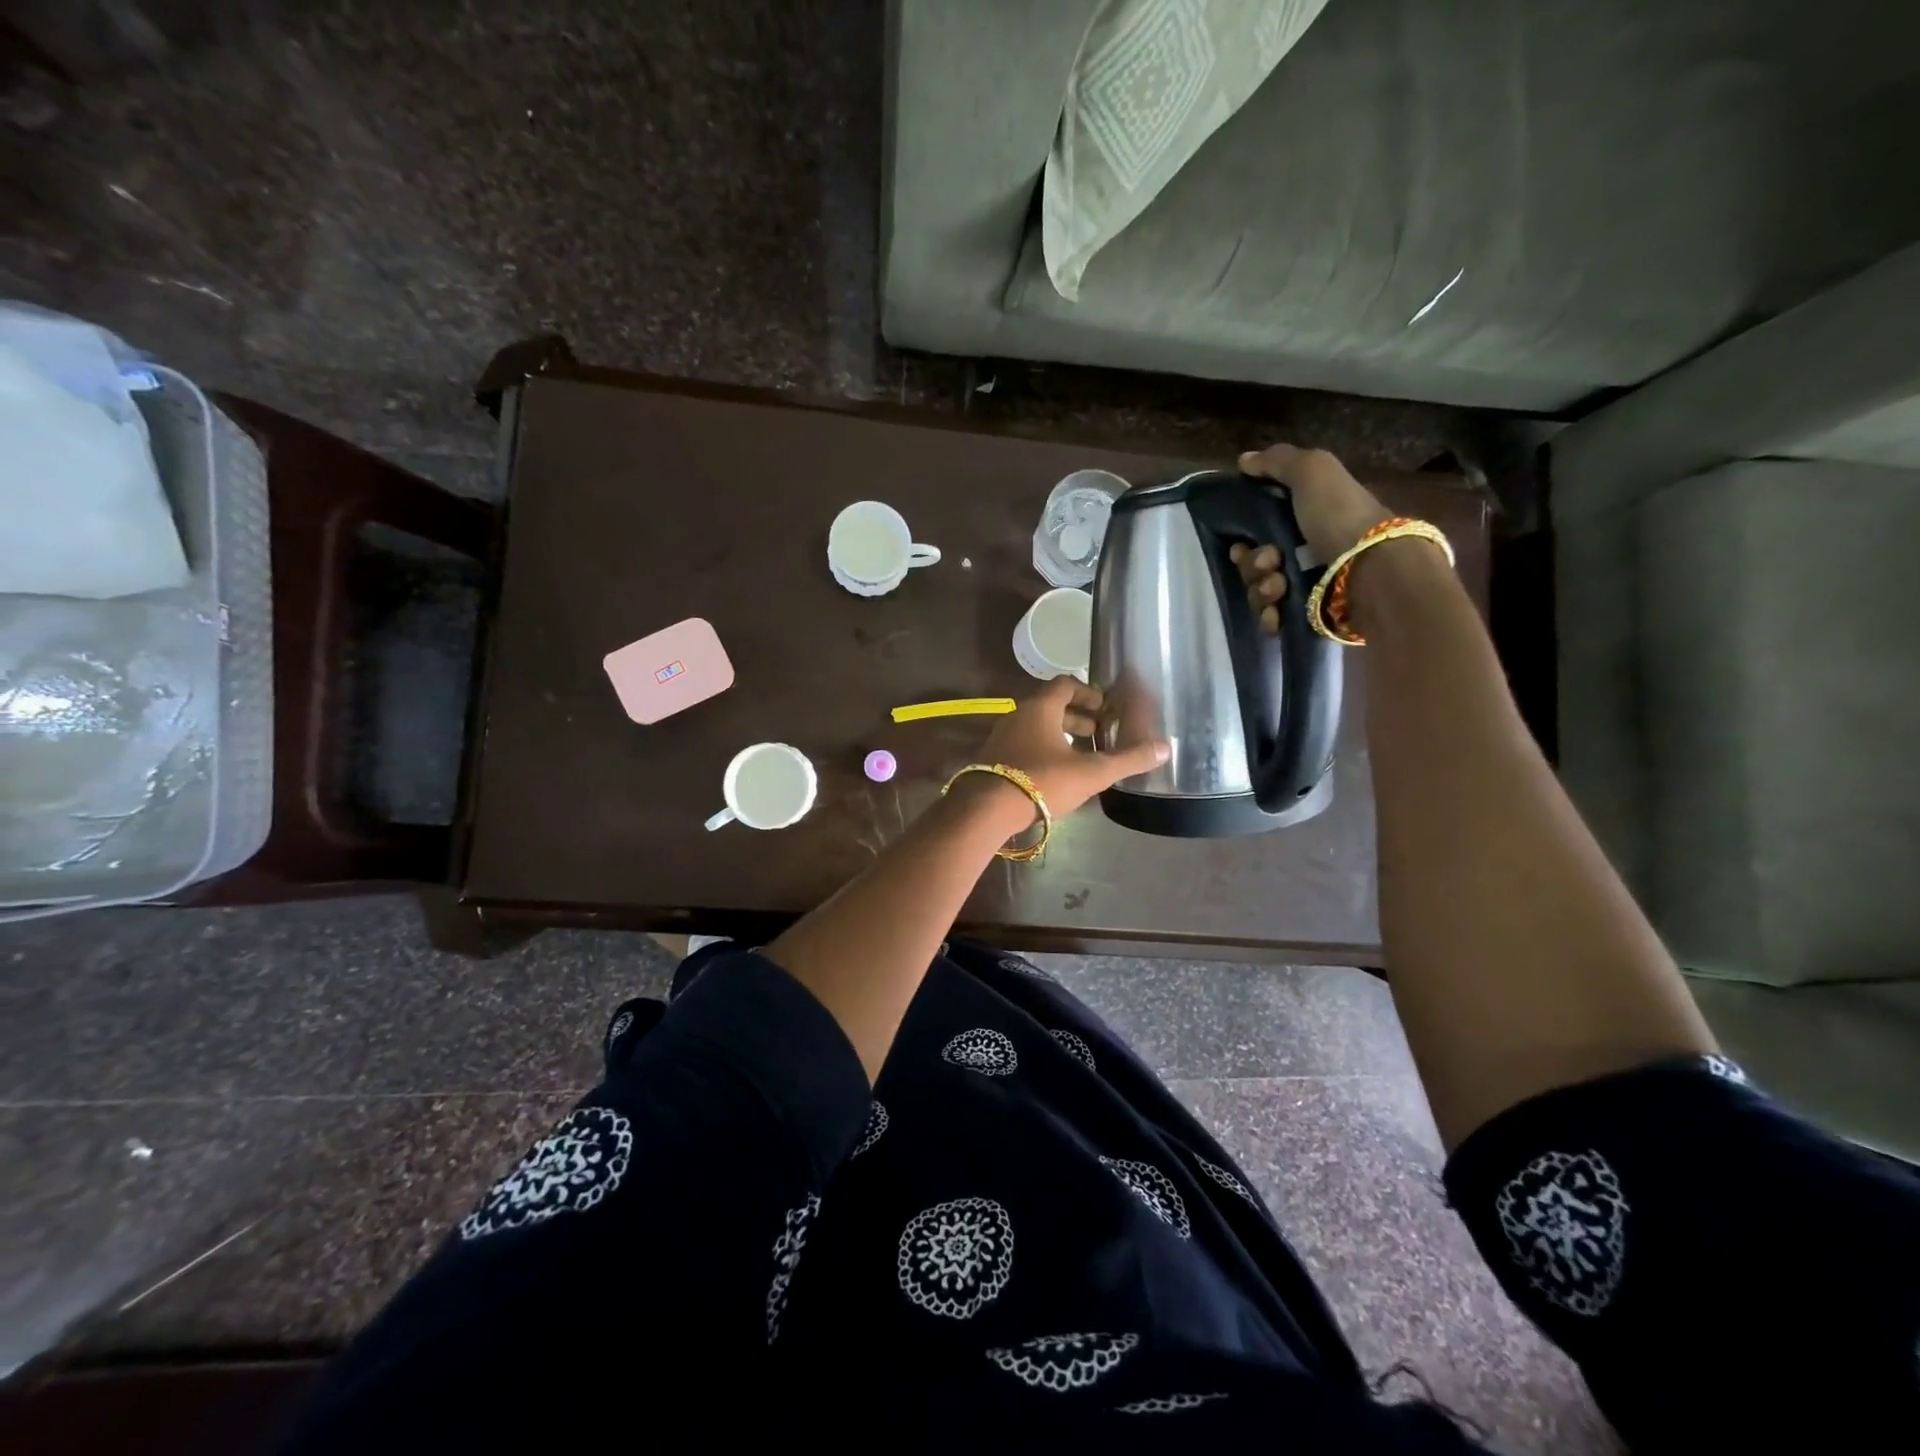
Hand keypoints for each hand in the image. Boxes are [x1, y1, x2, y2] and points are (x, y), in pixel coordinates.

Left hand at [970, 678, 1169, 823]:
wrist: (986, 809)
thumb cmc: (1041, 781)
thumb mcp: (1091, 772)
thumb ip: (1128, 760)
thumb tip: (1165, 748)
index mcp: (1040, 708)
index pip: (1066, 684)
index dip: (1089, 693)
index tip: (1106, 709)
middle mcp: (1018, 715)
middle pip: (1051, 706)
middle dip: (1078, 718)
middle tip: (1100, 734)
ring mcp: (1002, 736)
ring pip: (1037, 727)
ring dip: (1061, 736)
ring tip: (1082, 757)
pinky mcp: (994, 759)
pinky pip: (1024, 745)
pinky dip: (1044, 751)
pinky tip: (1057, 775)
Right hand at [1232, 443, 1390, 634]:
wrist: (1373, 570)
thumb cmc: (1340, 516)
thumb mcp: (1314, 471)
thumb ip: (1278, 462)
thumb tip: (1244, 461)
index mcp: (1307, 519)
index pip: (1259, 530)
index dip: (1244, 536)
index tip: (1242, 541)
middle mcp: (1306, 553)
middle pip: (1254, 563)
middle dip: (1252, 564)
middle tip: (1269, 562)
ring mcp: (1306, 587)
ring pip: (1260, 591)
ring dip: (1261, 589)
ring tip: (1279, 587)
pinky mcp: (1307, 616)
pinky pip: (1272, 618)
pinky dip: (1270, 616)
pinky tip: (1277, 613)